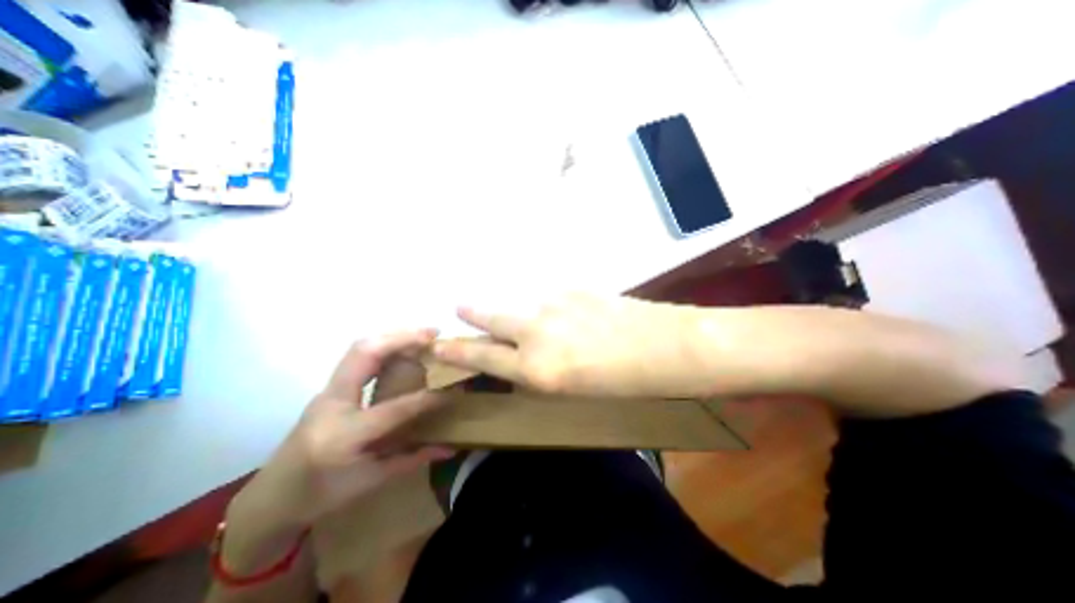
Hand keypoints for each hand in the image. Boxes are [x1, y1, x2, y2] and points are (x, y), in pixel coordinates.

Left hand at [247, 329, 451, 527]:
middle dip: (403, 338)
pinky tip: (402, 347)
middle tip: (433, 334)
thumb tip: (450, 447)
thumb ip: (413, 459)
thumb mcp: (371, 482)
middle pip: (365, 354)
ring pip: (359, 348)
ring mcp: (326, 391)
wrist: (269, 499)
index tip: (452, 389)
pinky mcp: (328, 388)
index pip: (395, 408)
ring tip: (422, 335)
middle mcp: (332, 404)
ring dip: (393, 336)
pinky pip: (357, 356)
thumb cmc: (320, 496)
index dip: (427, 398)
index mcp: (344, 435)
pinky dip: (383, 344)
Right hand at [431, 292, 701, 396]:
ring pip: (518, 303)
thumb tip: (521, 357)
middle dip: (472, 313)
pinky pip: (547, 296)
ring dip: (509, 307)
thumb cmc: (623, 383)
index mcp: (537, 369)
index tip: (438, 344)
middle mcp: (537, 332)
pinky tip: (557, 310)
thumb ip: (539, 371)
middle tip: (459, 307)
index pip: (482, 356)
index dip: (457, 350)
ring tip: (507, 309)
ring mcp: (555, 303)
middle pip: (491, 317)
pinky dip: (543, 304)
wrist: (665, 347)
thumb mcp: (572, 390)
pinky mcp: (573, 287)